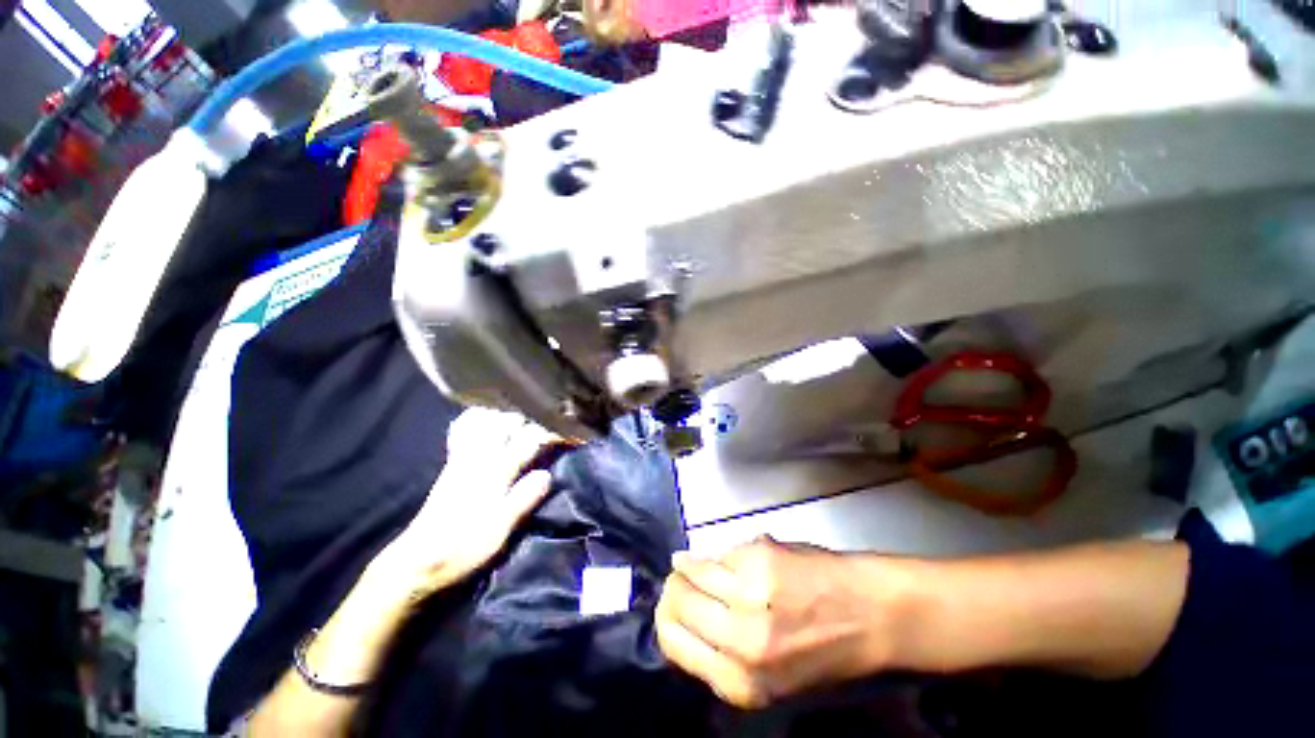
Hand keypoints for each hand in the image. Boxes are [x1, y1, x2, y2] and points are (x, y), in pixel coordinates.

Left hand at [366, 407, 563, 601]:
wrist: (418, 560)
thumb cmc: (463, 548)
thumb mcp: (499, 531)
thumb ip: (523, 499)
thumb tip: (547, 474)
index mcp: (494, 472)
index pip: (529, 440)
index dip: (551, 433)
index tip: (569, 433)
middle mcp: (479, 457)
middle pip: (509, 421)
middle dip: (532, 417)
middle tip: (550, 423)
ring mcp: (463, 457)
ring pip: (486, 419)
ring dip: (507, 413)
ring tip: (524, 417)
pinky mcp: (452, 463)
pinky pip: (463, 429)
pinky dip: (477, 418)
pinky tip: (488, 418)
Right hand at [656, 537, 915, 708]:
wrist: (873, 615)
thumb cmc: (825, 652)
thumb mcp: (770, 679)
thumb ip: (724, 658)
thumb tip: (685, 621)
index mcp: (741, 682)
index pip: (672, 641)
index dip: (666, 618)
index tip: (670, 605)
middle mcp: (740, 642)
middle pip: (676, 602)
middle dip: (674, 588)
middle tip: (680, 579)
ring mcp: (750, 596)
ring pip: (691, 571)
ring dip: (690, 566)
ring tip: (697, 563)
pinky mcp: (760, 559)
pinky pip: (719, 552)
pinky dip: (718, 554)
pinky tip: (732, 559)